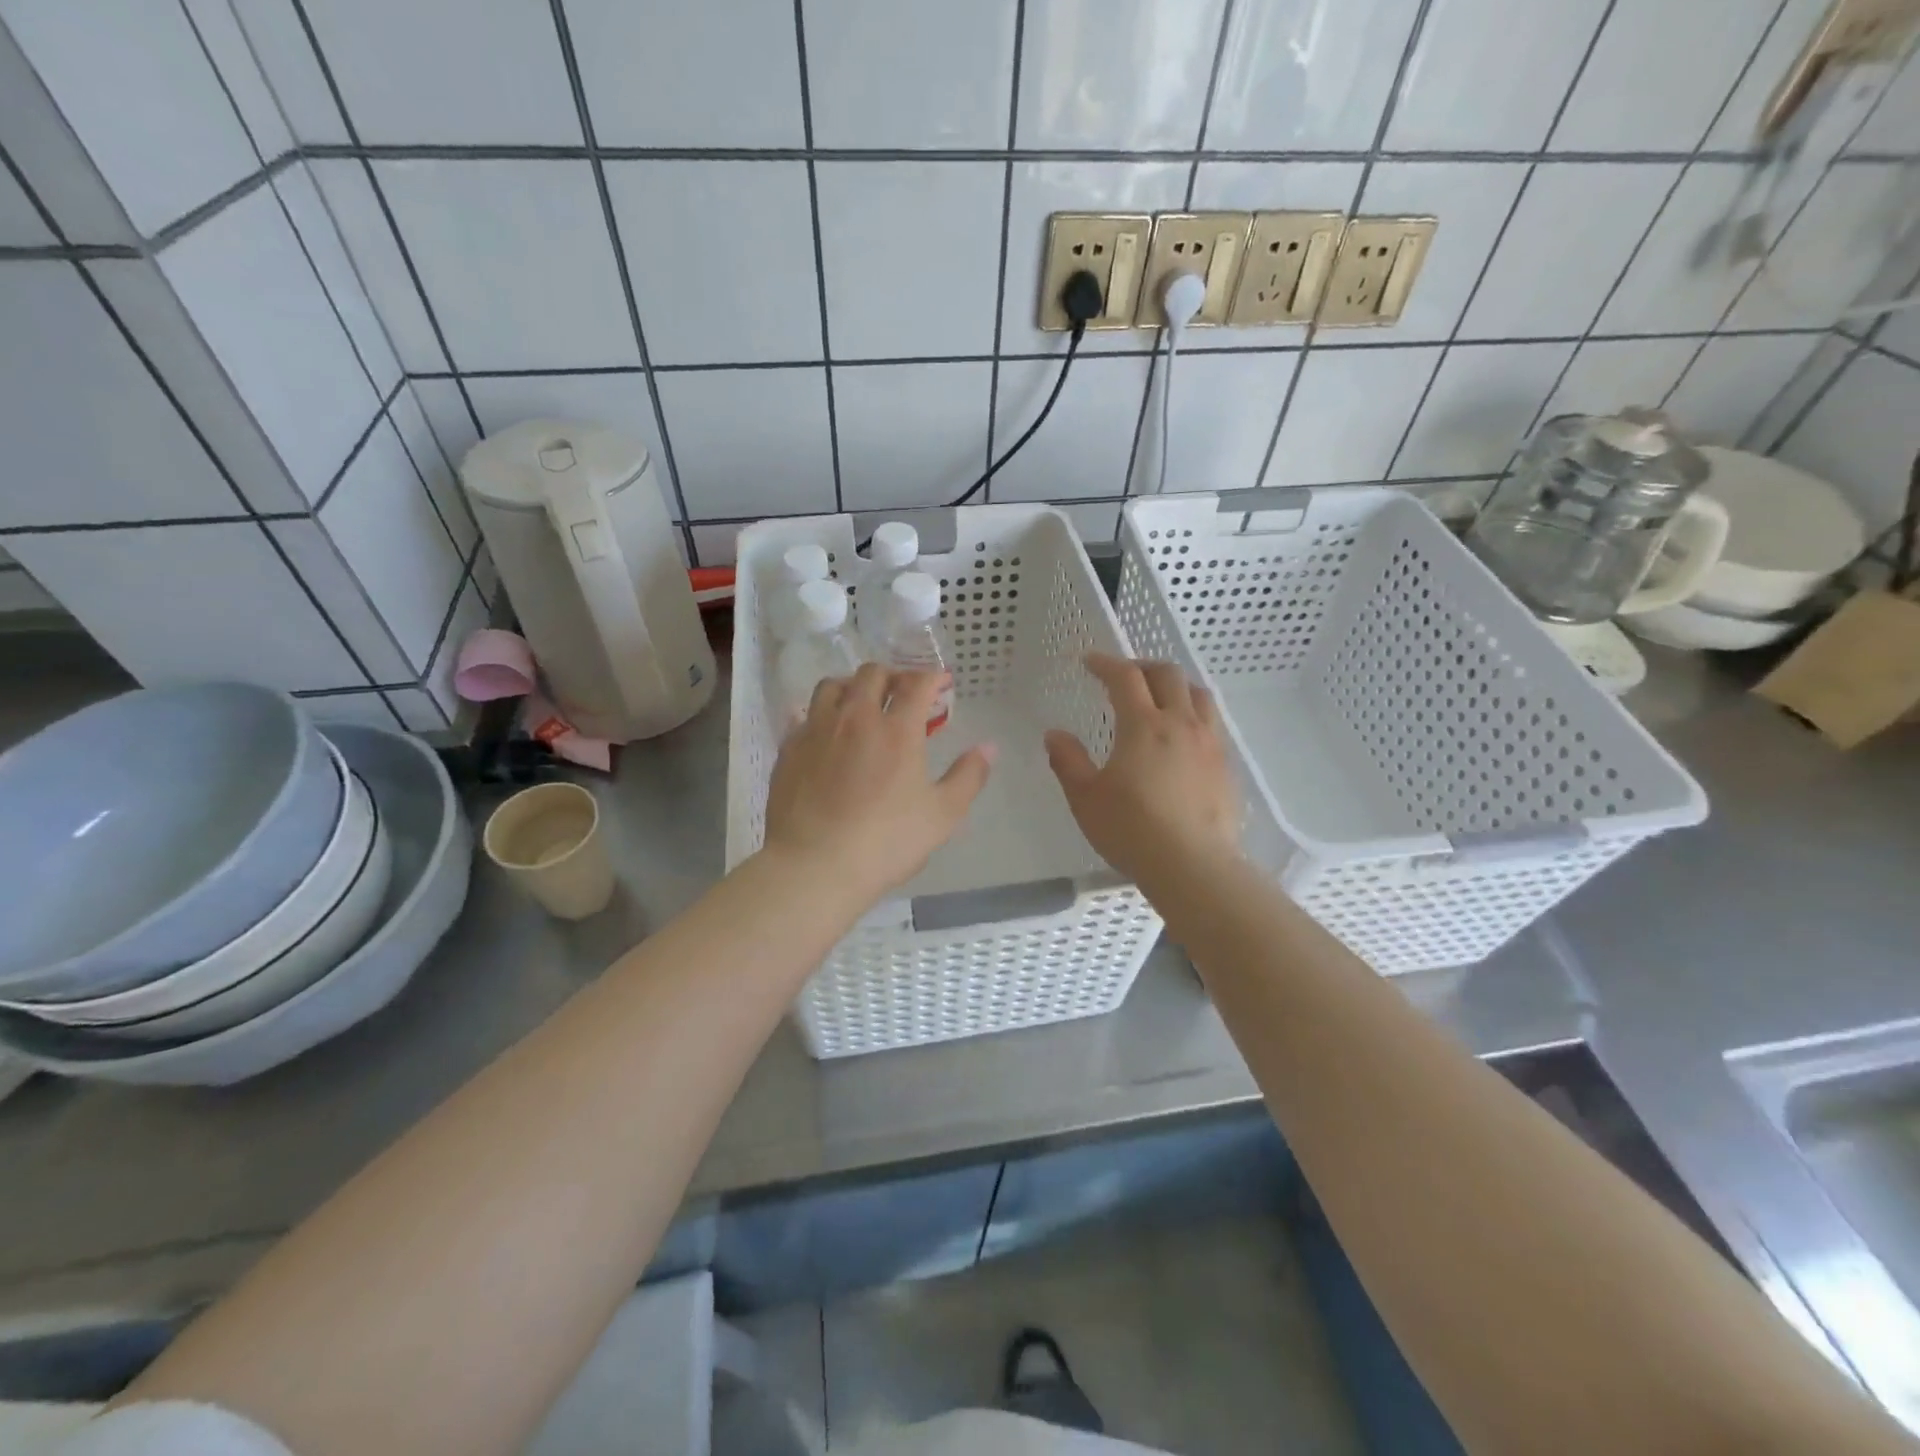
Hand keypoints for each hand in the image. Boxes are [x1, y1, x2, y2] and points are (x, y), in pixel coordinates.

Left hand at [761, 664, 993, 905]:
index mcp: (897, 730)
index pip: (917, 683)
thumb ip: (968, 777)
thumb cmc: (886, 842)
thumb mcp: (942, 815)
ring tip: (860, 704)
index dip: (932, 677)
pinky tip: (827, 735)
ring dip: (852, 686)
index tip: (940, 683)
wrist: (815, 865)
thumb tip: (988, 747)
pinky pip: (805, 716)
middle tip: (902, 693)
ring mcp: (816, 730)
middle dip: (893, 676)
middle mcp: (855, 717)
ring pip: (832, 686)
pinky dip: (822, 715)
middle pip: (872, 674)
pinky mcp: (789, 749)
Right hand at [1045, 654, 1239, 886]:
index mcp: (1144, 725)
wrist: (1193, 866)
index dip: (1105, 663)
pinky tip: (1181, 738)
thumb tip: (1054, 734)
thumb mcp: (1086, 798)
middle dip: (1142, 667)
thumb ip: (1068, 761)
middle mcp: (1181, 724)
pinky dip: (1193, 714)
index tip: (1089, 662)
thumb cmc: (1131, 830)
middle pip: (1168, 675)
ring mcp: (1209, 744)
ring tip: (1159, 698)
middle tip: (1123, 676)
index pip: (1125, 677)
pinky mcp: (1225, 767)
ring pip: (1198, 695)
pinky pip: (1212, 724)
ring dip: (1175, 686)